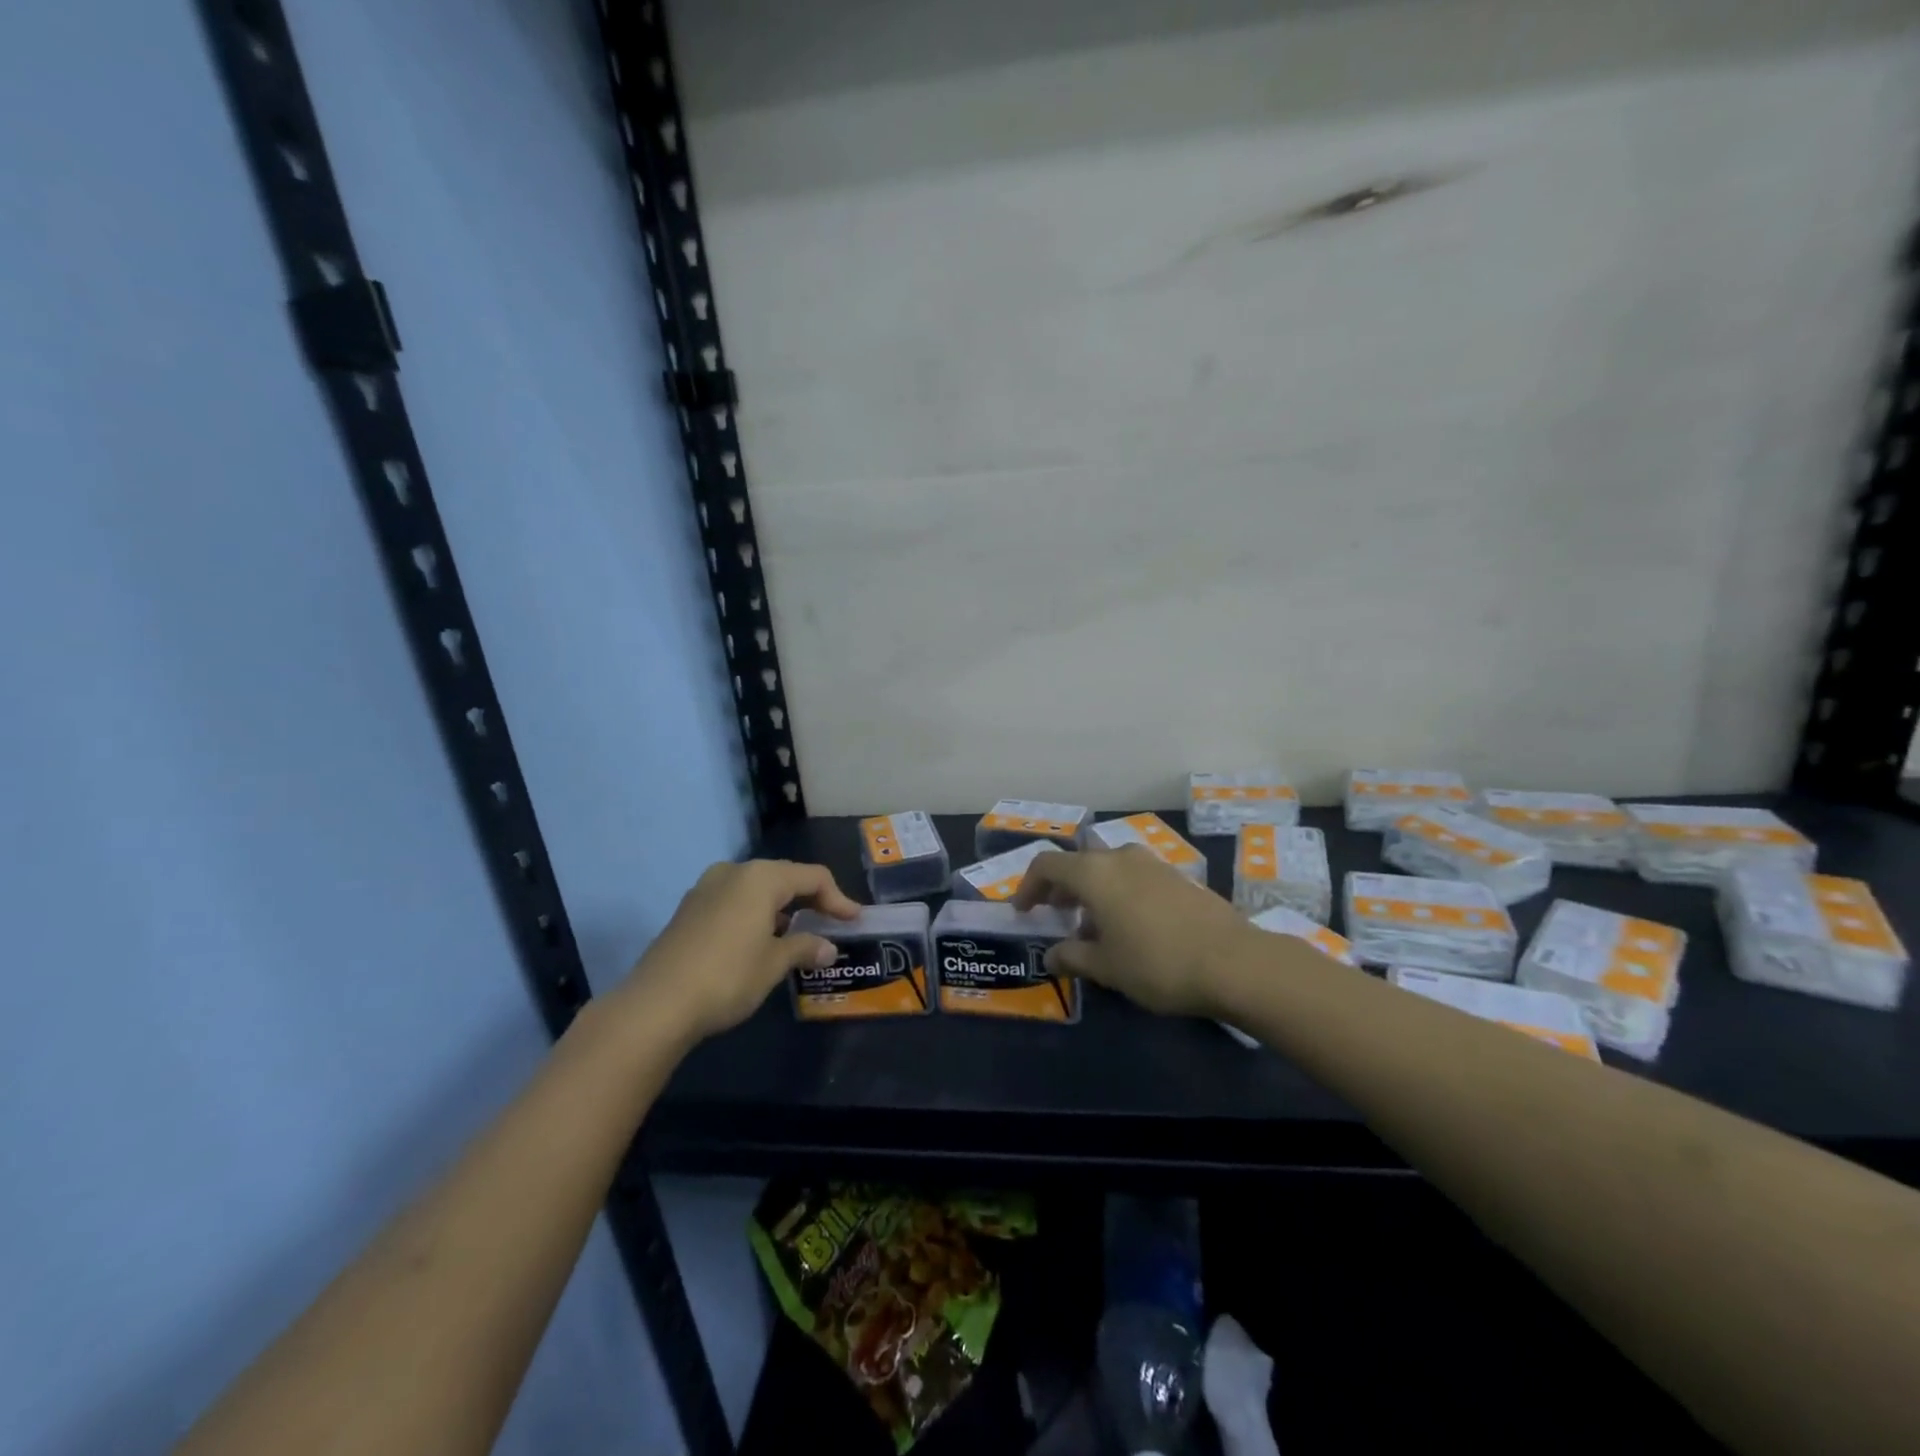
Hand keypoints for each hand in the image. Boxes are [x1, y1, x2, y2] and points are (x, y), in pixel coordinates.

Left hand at [621, 859, 859, 1040]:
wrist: (656, 1004)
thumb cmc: (727, 976)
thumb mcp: (774, 964)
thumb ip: (804, 948)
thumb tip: (828, 948)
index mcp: (761, 877)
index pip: (812, 877)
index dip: (838, 898)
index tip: (854, 920)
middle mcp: (733, 872)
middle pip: (784, 877)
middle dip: (810, 899)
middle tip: (831, 923)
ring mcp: (706, 888)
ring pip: (756, 889)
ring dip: (781, 907)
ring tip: (798, 934)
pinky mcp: (689, 909)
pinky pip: (734, 901)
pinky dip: (755, 914)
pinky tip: (761, 940)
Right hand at [1014, 845, 1253, 1017]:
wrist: (1234, 962)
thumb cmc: (1157, 963)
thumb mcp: (1106, 967)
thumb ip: (1072, 957)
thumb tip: (1051, 956)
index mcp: (1094, 873)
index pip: (1047, 865)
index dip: (1028, 886)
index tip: (1024, 911)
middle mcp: (1120, 857)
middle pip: (1078, 864)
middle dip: (1061, 889)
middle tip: (1055, 916)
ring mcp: (1152, 863)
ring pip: (1108, 870)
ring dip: (1092, 893)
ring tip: (1093, 929)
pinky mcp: (1178, 876)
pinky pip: (1134, 877)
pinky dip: (1119, 894)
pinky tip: (1130, 928)